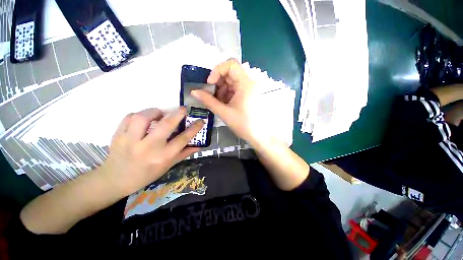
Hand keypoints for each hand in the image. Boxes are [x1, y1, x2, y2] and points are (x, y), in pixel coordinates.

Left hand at [101, 107, 203, 195]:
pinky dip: (139, 115)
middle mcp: (148, 148)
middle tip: (183, 109)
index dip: (194, 128)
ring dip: (155, 112)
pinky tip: (143, 119)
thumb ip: (184, 153)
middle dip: (177, 114)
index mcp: (162, 157)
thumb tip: (200, 145)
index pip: (182, 139)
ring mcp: (131, 141)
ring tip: (160, 114)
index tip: (200, 121)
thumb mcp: (168, 166)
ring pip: (144, 118)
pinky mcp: (118, 135)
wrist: (116, 179)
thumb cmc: (146, 174)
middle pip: (166, 125)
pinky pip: (129, 117)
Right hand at [191, 59, 268, 146]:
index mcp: (246, 83)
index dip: (217, 71)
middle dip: (218, 83)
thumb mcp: (224, 112)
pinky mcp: (248, 94)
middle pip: (230, 73)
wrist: (258, 136)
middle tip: (211, 95)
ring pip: (231, 82)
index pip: (231, 64)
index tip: (210, 84)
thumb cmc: (243, 125)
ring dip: (222, 90)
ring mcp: (249, 89)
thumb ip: (208, 101)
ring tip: (219, 103)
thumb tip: (193, 91)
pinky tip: (224, 104)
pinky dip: (227, 94)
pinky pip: (235, 89)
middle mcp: (249, 82)